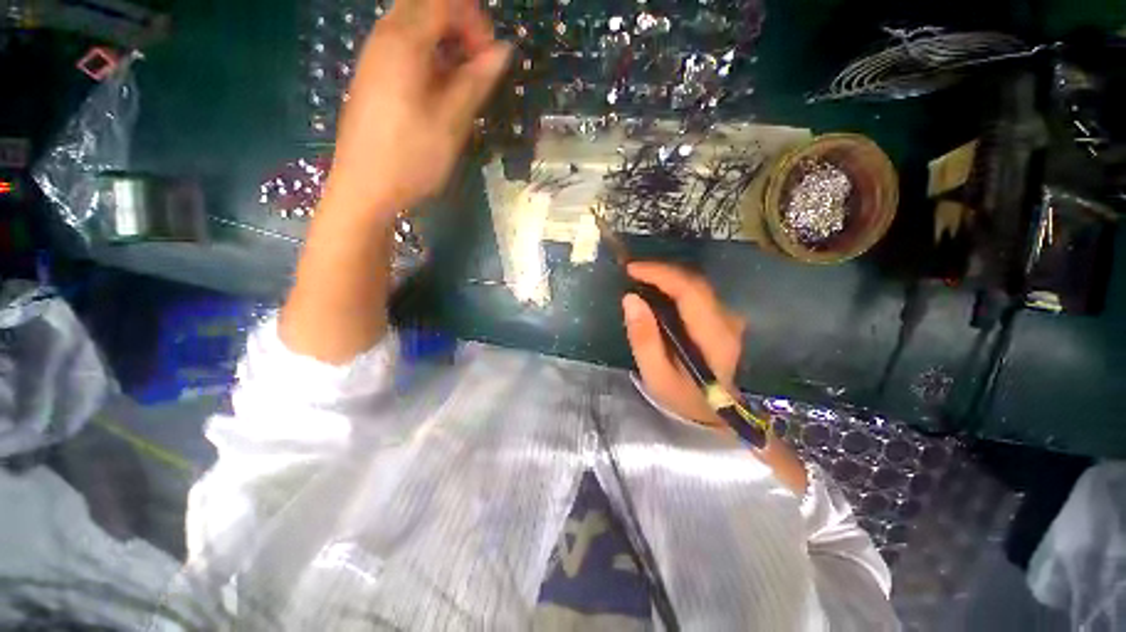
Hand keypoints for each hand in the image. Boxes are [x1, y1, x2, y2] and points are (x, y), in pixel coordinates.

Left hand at [323, 0, 510, 218]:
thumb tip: (503, 51)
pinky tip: (440, 89)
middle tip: (480, 66)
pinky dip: (429, 56)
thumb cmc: (411, 159)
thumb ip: (476, 82)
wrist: (364, 188)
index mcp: (404, 43)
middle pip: (427, 6)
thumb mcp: (451, 123)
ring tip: (463, 82)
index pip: (445, 3)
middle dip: (461, 27)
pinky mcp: (372, 75)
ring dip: (445, 43)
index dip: (476, 23)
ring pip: (414, 25)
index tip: (492, 59)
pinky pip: (404, 46)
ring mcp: (374, 56)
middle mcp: (384, 38)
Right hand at [622, 262, 745, 427]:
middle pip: (695, 282)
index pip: (690, 291)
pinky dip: (674, 286)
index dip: (661, 274)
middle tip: (631, 271)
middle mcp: (727, 321)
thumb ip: (643, 338)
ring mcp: (728, 318)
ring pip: (697, 284)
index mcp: (714, 337)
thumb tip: (630, 299)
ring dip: (667, 276)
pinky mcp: (722, 318)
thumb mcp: (656, 374)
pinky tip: (656, 290)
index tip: (632, 269)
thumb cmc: (683, 396)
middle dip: (661, 271)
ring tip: (640, 277)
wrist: (714, 411)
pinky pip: (697, 293)